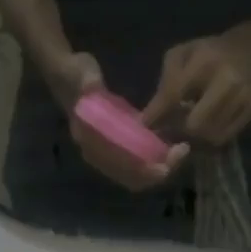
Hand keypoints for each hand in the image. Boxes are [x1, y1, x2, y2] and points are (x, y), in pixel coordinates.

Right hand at [47, 51, 190, 193]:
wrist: (68, 76)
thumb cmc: (74, 75)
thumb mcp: (80, 74)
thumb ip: (87, 82)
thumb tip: (91, 85)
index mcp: (88, 142)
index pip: (117, 166)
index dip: (141, 169)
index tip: (165, 165)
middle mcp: (98, 155)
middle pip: (132, 177)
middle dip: (158, 171)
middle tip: (181, 153)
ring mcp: (108, 154)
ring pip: (138, 174)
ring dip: (160, 166)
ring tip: (181, 150)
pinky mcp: (118, 148)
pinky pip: (139, 163)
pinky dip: (156, 160)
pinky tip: (172, 147)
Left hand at [141, 34, 250, 145]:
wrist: (248, 50)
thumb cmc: (206, 53)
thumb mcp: (180, 55)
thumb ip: (165, 83)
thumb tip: (149, 119)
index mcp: (205, 62)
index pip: (175, 94)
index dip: (158, 114)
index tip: (146, 125)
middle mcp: (227, 81)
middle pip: (196, 124)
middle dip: (180, 130)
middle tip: (171, 128)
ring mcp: (241, 98)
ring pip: (210, 135)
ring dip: (194, 136)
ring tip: (187, 125)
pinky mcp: (250, 111)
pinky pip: (224, 137)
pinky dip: (209, 137)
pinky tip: (204, 126)